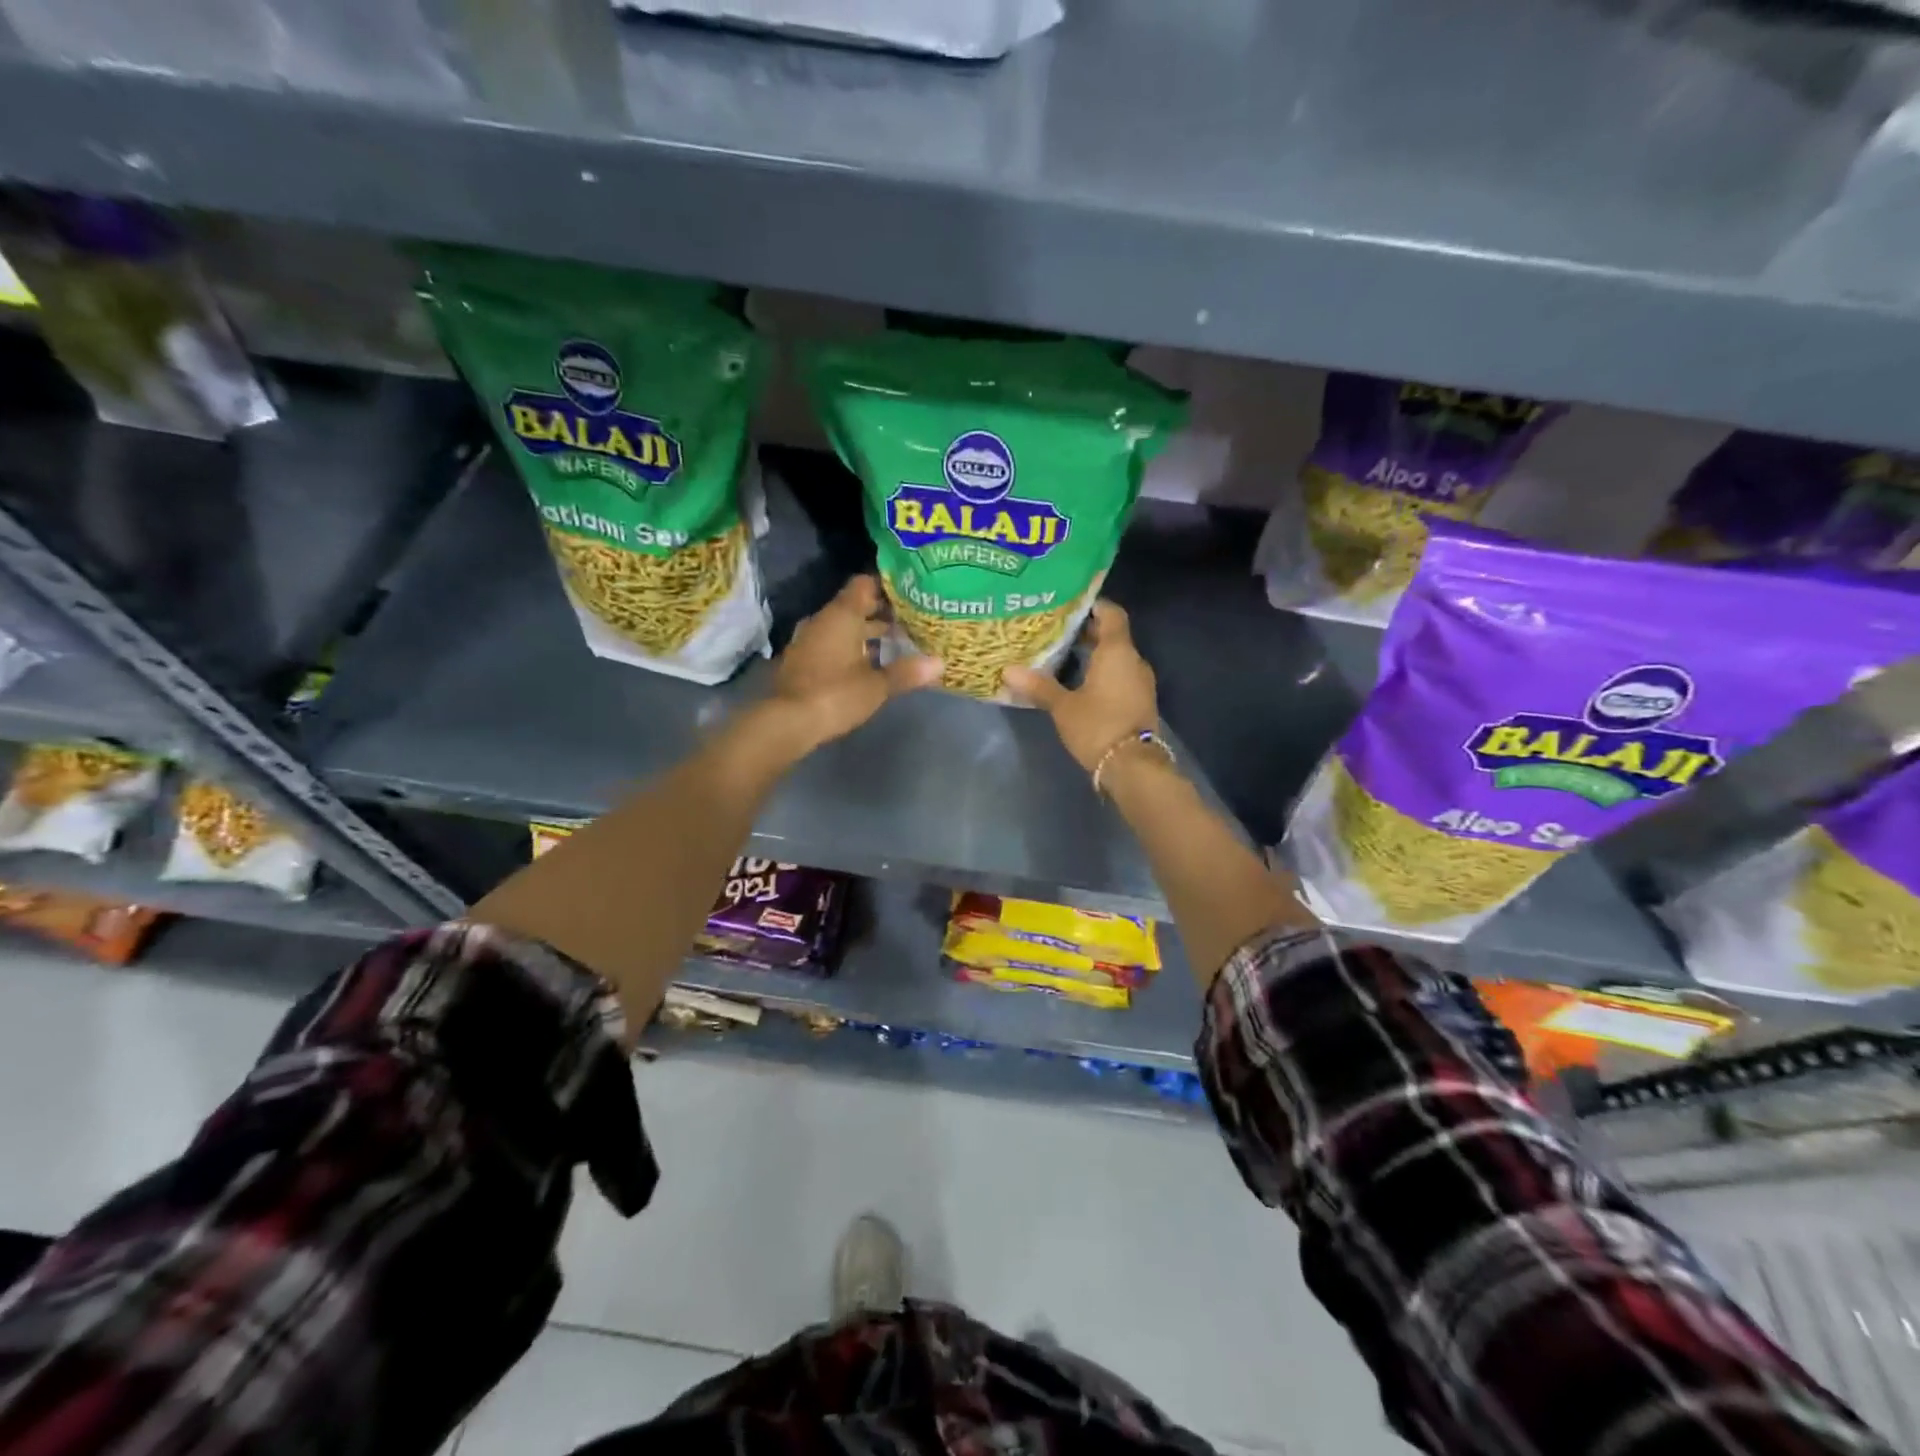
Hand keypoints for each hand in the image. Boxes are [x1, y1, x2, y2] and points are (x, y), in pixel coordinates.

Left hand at [766, 575, 942, 750]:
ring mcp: (809, 640)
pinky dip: (850, 647)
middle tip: (912, 620)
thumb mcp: (877, 686)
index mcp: (842, 615)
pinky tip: (869, 663)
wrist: (787, 722)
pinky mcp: (802, 660)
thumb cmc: (836, 694)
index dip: (887, 586)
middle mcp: (823, 620)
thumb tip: (940, 663)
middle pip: (855, 606)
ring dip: (866, 632)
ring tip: (896, 643)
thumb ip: (907, 672)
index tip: (910, 593)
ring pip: (843, 626)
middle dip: (881, 612)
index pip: (864, 584)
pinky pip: (831, 643)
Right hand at [1004, 601, 1157, 772]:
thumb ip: (1038, 686)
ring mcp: (1139, 682)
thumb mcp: (1063, 707)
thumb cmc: (1098, 726)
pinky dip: (1100, 673)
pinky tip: (1077, 682)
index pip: (1111, 614)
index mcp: (1117, 651)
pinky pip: (1119, 676)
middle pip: (1112, 636)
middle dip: (1086, 632)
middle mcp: (1133, 661)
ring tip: (1061, 655)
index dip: (1093, 606)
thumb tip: (1008, 671)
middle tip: (1055, 631)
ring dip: (1093, 655)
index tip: (1069, 605)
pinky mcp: (1138, 702)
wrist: (1133, 767)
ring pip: (1115, 658)